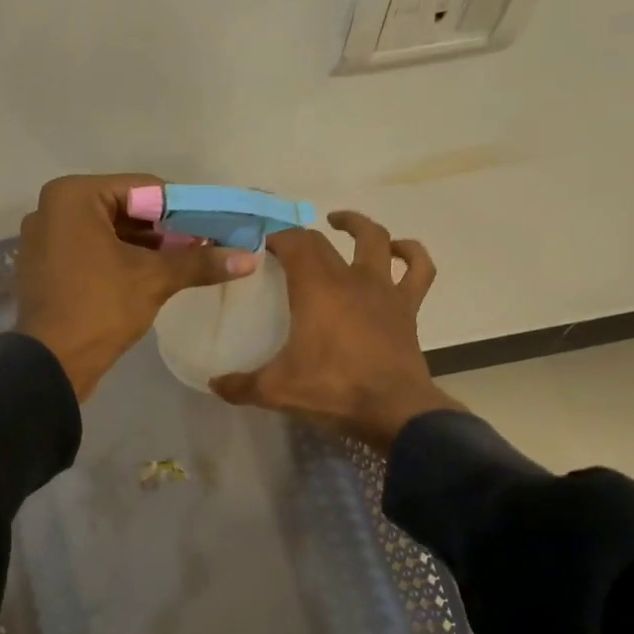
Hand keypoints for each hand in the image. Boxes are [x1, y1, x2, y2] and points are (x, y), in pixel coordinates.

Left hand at [16, 174, 257, 401]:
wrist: (51, 364)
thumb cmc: (100, 308)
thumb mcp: (154, 279)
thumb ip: (200, 262)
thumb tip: (249, 258)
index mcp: (73, 196)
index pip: (143, 189)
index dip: (182, 208)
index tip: (212, 227)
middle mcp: (52, 208)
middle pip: (124, 209)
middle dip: (164, 229)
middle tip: (202, 246)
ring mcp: (44, 239)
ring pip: (108, 232)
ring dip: (145, 246)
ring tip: (184, 262)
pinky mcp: (45, 266)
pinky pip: (90, 250)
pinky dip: (120, 259)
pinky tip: (151, 276)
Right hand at [210, 211, 463, 448]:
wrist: (394, 410)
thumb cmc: (332, 391)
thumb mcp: (275, 390)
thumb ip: (240, 385)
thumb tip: (214, 383)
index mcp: (316, 288)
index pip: (293, 243)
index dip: (274, 236)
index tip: (258, 243)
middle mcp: (350, 278)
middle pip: (323, 242)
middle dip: (301, 237)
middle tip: (284, 247)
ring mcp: (383, 290)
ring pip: (376, 240)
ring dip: (357, 225)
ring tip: (341, 223)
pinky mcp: (407, 307)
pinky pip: (418, 269)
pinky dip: (411, 254)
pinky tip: (398, 251)